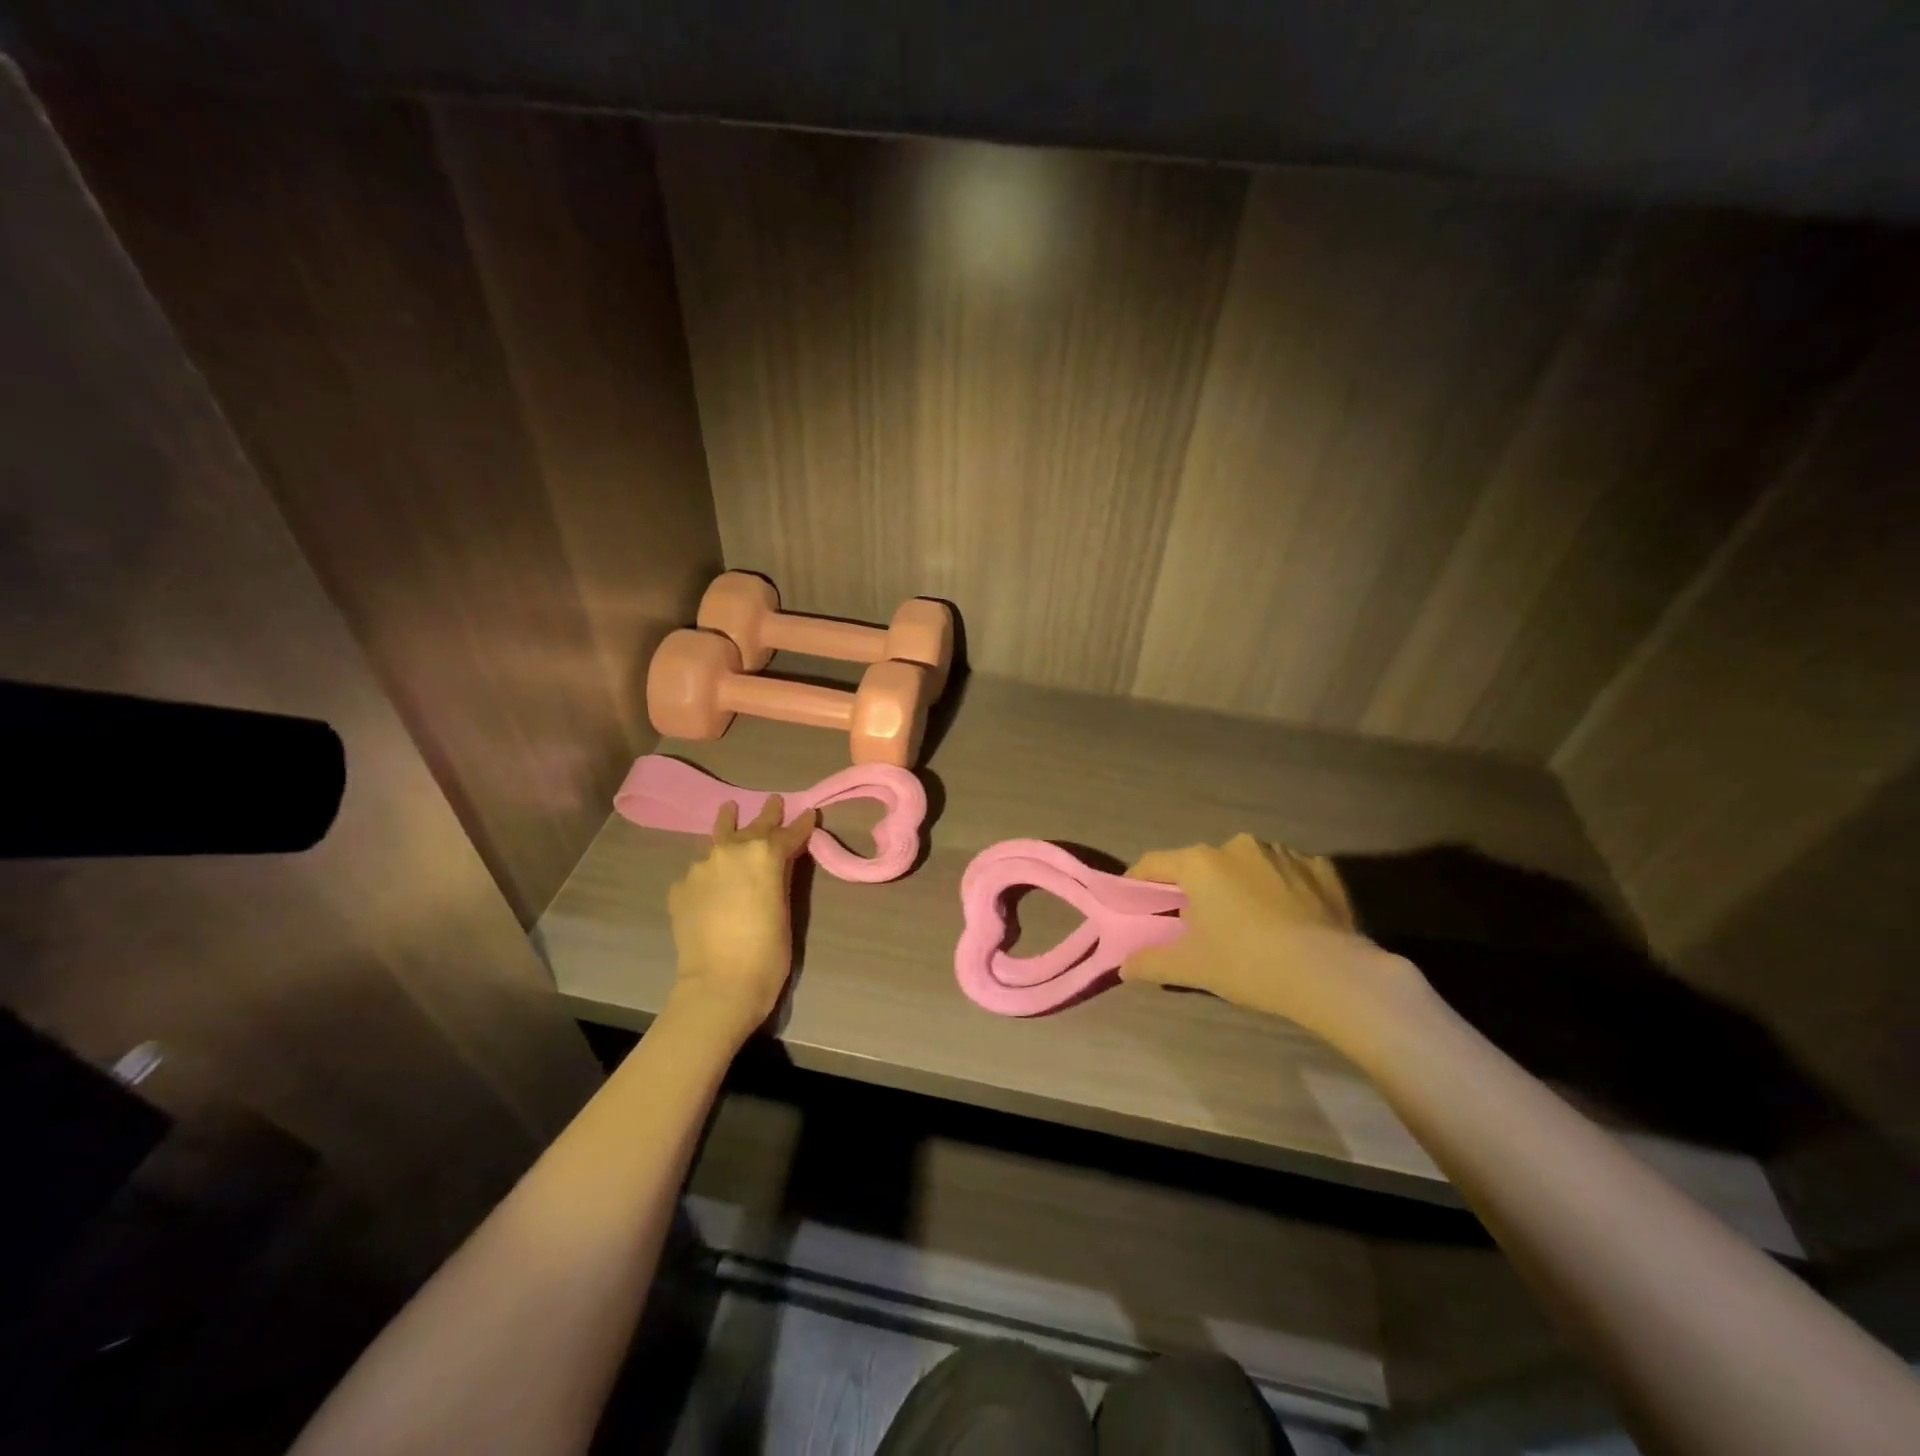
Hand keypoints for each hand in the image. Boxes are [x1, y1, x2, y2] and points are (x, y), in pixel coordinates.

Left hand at [666, 795, 817, 1043]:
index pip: (788, 833)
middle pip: (753, 827)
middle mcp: (731, 850)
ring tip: (729, 809)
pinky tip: (711, 875)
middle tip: (774, 801)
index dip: (802, 824)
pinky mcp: (681, 887)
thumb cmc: (767, 952)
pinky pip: (699, 869)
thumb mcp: (785, 908)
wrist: (719, 984)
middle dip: (767, 815)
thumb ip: (782, 876)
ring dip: (728, 825)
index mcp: (764, 853)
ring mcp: (701, 867)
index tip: (809, 813)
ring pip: (718, 838)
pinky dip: (710, 868)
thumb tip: (782, 860)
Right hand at [1122, 834, 1423, 1040]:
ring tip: (1249, 925)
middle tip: (1197, 924)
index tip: (1135, 903)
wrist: (1332, 974)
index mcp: (1201, 862)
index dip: (1139, 882)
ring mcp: (1284, 852)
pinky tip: (1289, 922)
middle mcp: (1238, 845)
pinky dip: (1280, 891)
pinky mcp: (1322, 867)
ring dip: (1240, 887)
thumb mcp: (1192, 968)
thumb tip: (1125, 966)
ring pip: (1247, 867)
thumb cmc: (1248, 962)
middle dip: (1196, 889)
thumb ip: (1150, 962)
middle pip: (1203, 864)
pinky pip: (1288, 875)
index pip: (1154, 863)